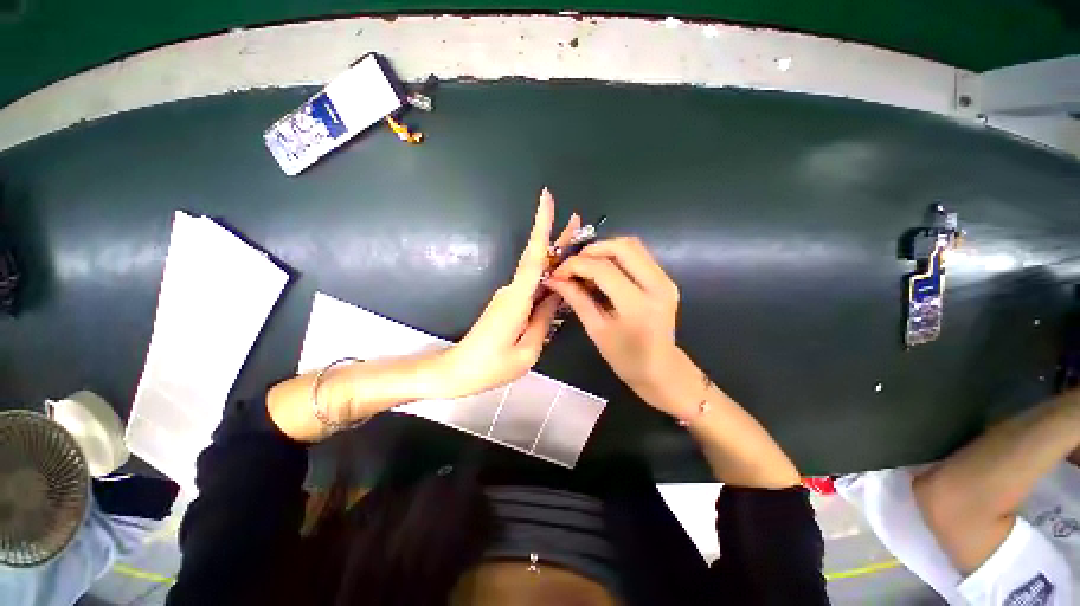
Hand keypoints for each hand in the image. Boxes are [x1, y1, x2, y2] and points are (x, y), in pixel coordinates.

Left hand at [439, 188, 580, 398]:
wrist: (456, 371)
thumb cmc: (490, 366)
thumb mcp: (527, 352)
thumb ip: (544, 321)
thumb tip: (555, 296)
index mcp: (517, 300)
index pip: (533, 257)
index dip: (541, 227)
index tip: (546, 198)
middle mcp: (512, 291)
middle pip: (536, 259)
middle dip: (556, 237)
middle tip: (577, 221)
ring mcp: (508, 296)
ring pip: (536, 273)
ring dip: (556, 259)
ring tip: (579, 248)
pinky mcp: (508, 304)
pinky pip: (532, 287)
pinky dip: (548, 279)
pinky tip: (563, 280)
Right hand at [544, 237, 684, 412]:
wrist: (661, 370)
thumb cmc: (626, 358)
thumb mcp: (596, 330)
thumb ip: (576, 299)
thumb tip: (554, 279)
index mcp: (637, 304)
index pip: (603, 269)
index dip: (576, 265)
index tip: (558, 272)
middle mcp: (657, 285)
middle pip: (622, 247)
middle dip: (592, 250)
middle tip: (572, 264)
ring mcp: (665, 279)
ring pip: (632, 245)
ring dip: (605, 250)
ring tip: (585, 265)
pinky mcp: (665, 279)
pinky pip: (638, 255)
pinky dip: (616, 256)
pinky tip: (602, 270)